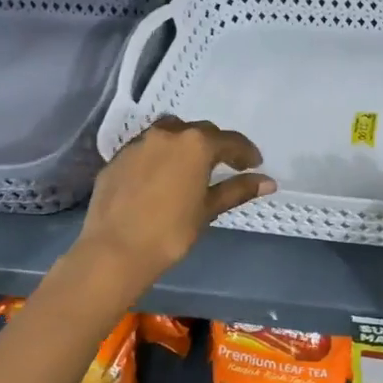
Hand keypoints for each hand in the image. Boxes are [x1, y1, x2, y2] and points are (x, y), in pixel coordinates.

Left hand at [77, 117, 273, 287]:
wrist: (114, 250)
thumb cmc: (171, 232)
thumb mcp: (208, 210)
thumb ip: (237, 190)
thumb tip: (268, 182)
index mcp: (196, 144)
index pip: (230, 140)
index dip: (245, 152)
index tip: (254, 164)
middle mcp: (167, 134)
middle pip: (199, 131)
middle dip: (215, 145)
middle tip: (226, 165)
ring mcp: (138, 144)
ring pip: (169, 133)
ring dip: (185, 144)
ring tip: (191, 165)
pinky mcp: (116, 159)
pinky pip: (145, 149)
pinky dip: (159, 156)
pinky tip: (160, 177)